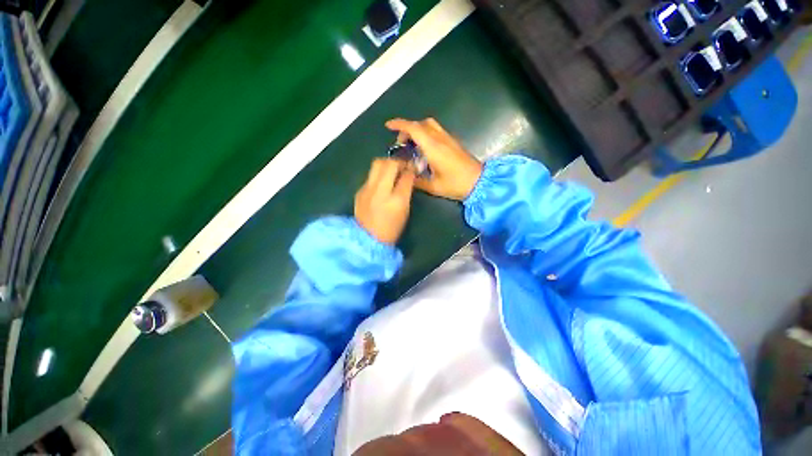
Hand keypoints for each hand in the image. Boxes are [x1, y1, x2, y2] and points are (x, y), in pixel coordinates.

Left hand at [355, 159, 415, 244]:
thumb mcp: (404, 212)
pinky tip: (381, 184)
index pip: (406, 176)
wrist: (368, 239)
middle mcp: (380, 191)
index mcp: (396, 200)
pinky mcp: (359, 191)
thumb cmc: (391, 229)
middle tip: (402, 166)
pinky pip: (370, 176)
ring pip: (376, 165)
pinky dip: (378, 175)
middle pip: (388, 163)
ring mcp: (367, 190)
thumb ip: (406, 192)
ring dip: (386, 164)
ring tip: (391, 171)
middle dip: (398, 161)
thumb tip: (408, 176)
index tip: (413, 167)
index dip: (411, 168)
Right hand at [386, 118, 482, 200]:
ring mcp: (448, 138)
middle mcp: (440, 138)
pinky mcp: (453, 141)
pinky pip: (436, 130)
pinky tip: (424, 149)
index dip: (399, 125)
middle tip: (401, 144)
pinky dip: (425, 134)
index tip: (388, 126)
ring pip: (429, 125)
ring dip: (417, 130)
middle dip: (407, 129)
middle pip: (420, 124)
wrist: (478, 182)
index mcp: (433, 148)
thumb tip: (405, 175)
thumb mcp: (433, 186)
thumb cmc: (456, 185)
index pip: (414, 129)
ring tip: (412, 145)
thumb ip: (417, 180)